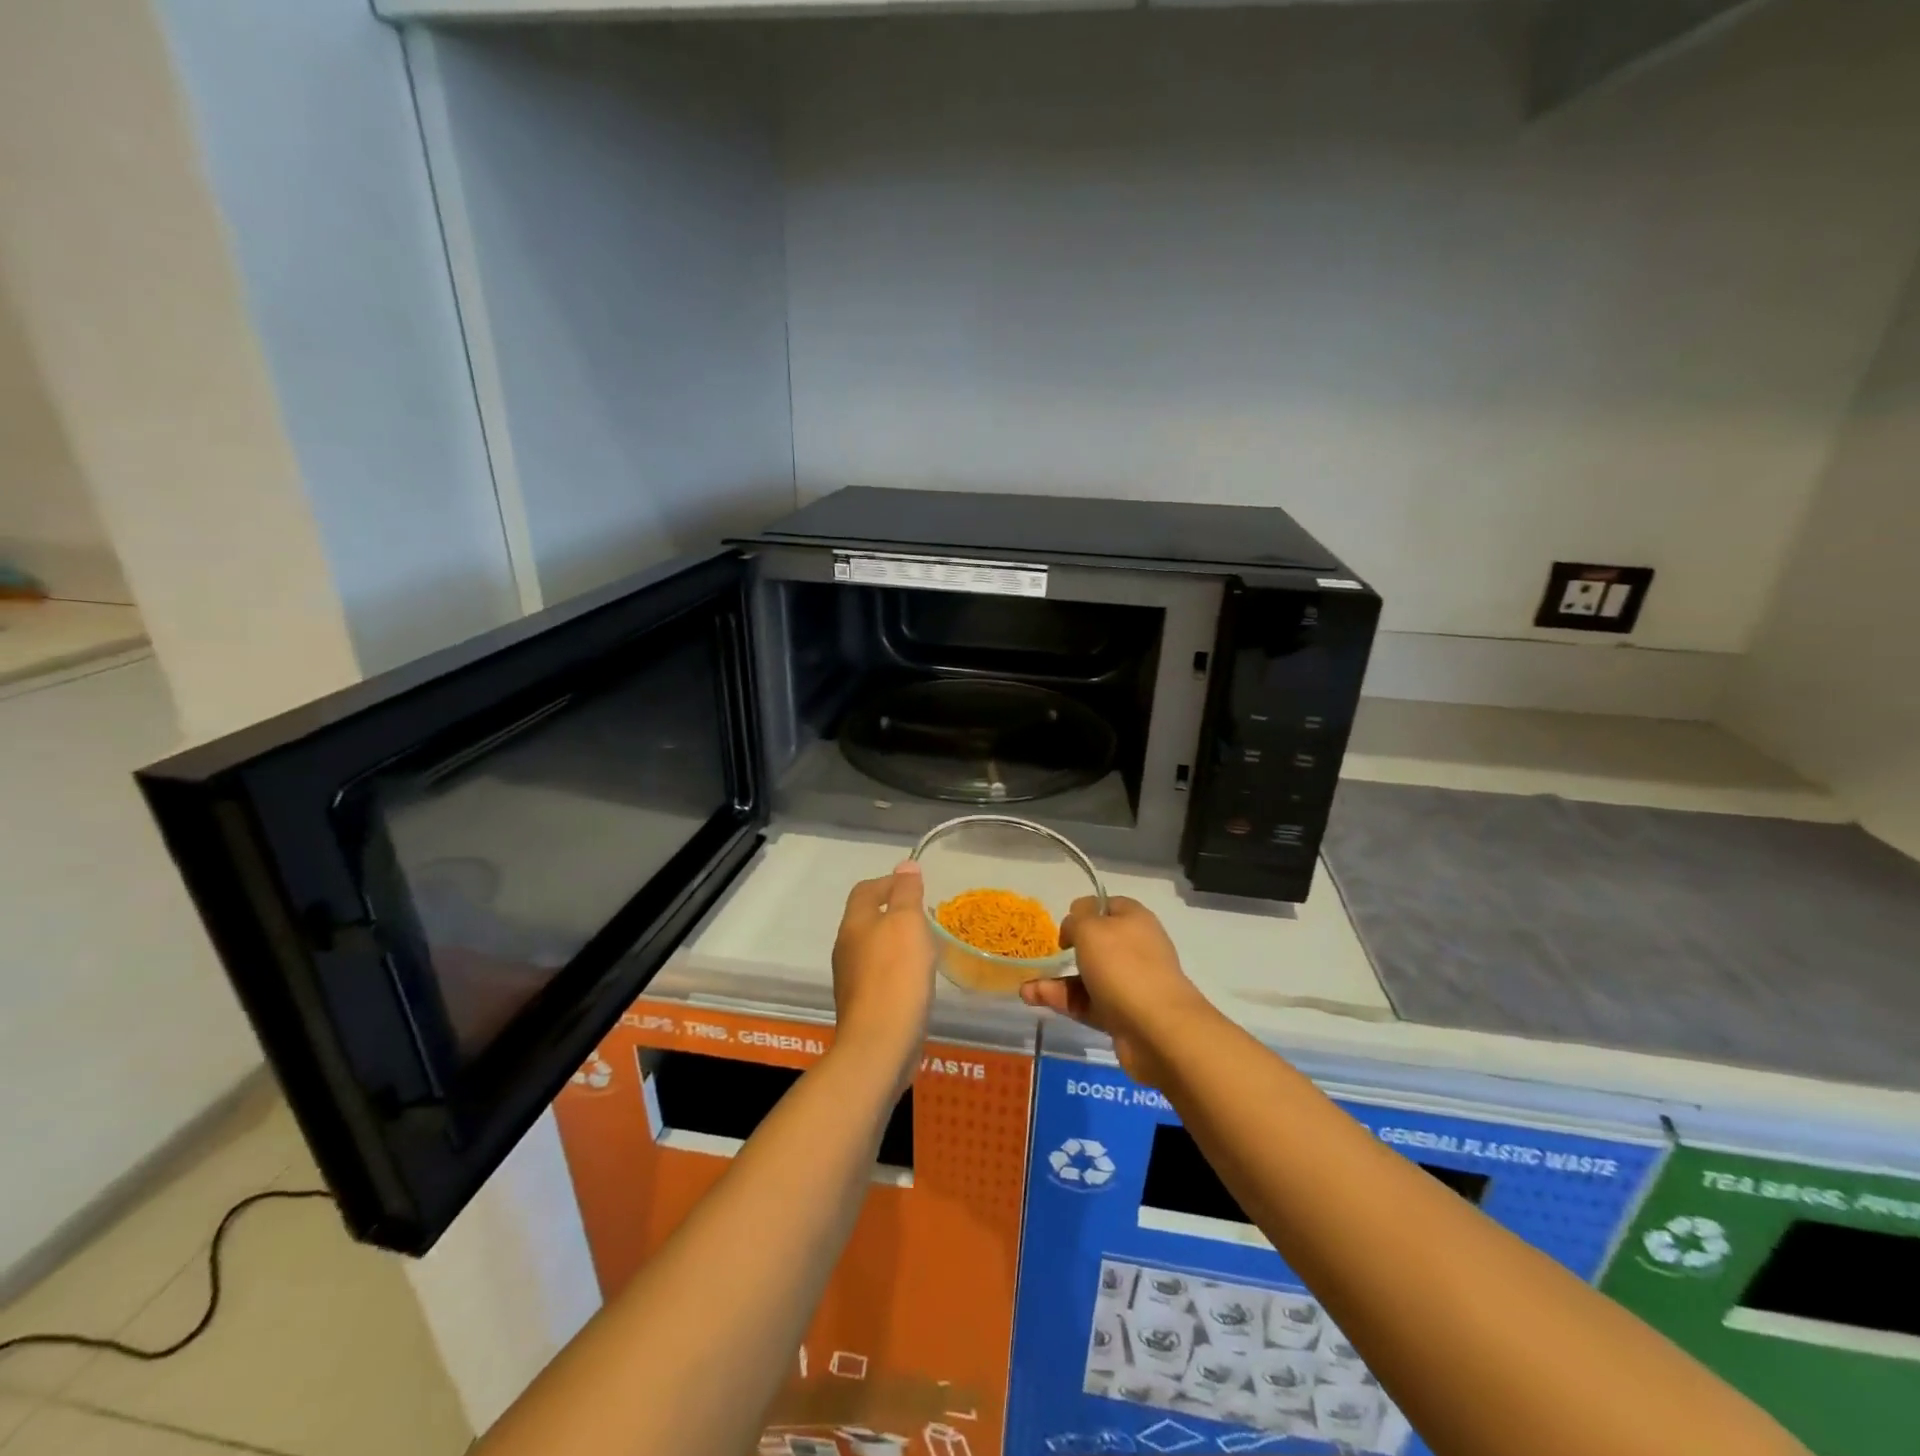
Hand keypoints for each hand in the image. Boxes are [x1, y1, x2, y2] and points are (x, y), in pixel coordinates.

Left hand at [830, 862, 935, 1085]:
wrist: (880, 1044)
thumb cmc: (896, 975)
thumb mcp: (907, 923)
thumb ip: (906, 893)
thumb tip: (906, 865)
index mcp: (854, 924)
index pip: (865, 890)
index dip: (888, 882)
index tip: (915, 885)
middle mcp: (846, 948)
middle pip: (866, 919)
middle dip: (893, 912)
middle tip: (924, 915)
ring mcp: (851, 980)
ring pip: (873, 948)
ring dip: (896, 942)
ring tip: (925, 946)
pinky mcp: (863, 1006)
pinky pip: (880, 976)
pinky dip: (897, 969)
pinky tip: (916, 979)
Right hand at [1019, 896, 1217, 1086]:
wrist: (1159, 1030)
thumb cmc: (1123, 967)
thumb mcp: (1092, 928)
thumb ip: (1078, 917)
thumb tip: (1076, 920)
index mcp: (1134, 919)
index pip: (1107, 905)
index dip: (1084, 911)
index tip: (1065, 926)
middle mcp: (1135, 948)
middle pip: (1097, 943)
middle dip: (1067, 949)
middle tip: (1047, 955)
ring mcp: (1130, 983)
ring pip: (1088, 976)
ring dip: (1057, 980)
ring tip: (1026, 990)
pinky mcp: (1122, 1015)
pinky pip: (1087, 1002)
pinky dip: (1062, 1000)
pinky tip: (1034, 999)